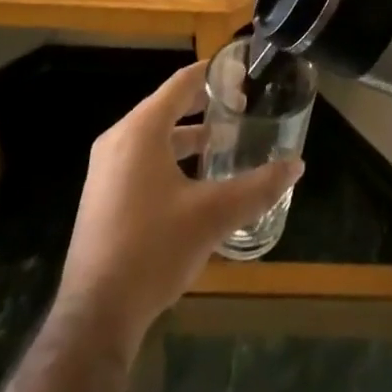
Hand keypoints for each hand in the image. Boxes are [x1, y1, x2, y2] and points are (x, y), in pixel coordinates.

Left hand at [55, 61, 303, 353]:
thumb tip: (296, 165)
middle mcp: (118, 139)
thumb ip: (257, 188)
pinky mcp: (101, 196)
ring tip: (221, 143)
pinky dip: (167, 157)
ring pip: (152, 136)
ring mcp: (105, 169)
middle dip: (203, 105)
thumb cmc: (153, 250)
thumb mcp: (212, 216)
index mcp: (141, 129)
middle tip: (240, 108)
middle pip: (166, 106)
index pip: (181, 82)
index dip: (212, 74)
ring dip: (186, 135)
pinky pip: (139, 159)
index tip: (241, 74)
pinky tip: (192, 182)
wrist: (95, 317)